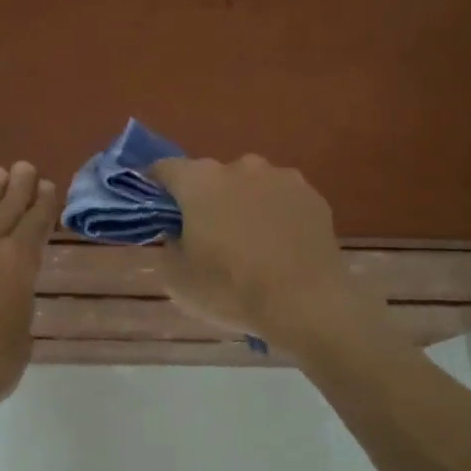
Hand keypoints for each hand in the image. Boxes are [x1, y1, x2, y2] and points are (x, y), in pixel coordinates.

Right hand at [150, 155, 361, 350]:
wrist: (307, 304)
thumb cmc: (231, 289)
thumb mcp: (176, 278)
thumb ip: (168, 244)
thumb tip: (177, 231)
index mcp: (200, 180)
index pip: (165, 169)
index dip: (156, 187)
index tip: (158, 210)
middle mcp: (240, 166)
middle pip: (211, 177)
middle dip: (206, 199)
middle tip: (208, 236)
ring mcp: (282, 177)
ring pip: (250, 186)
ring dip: (244, 205)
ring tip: (251, 245)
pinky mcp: (313, 196)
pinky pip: (282, 201)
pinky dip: (276, 216)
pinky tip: (280, 248)